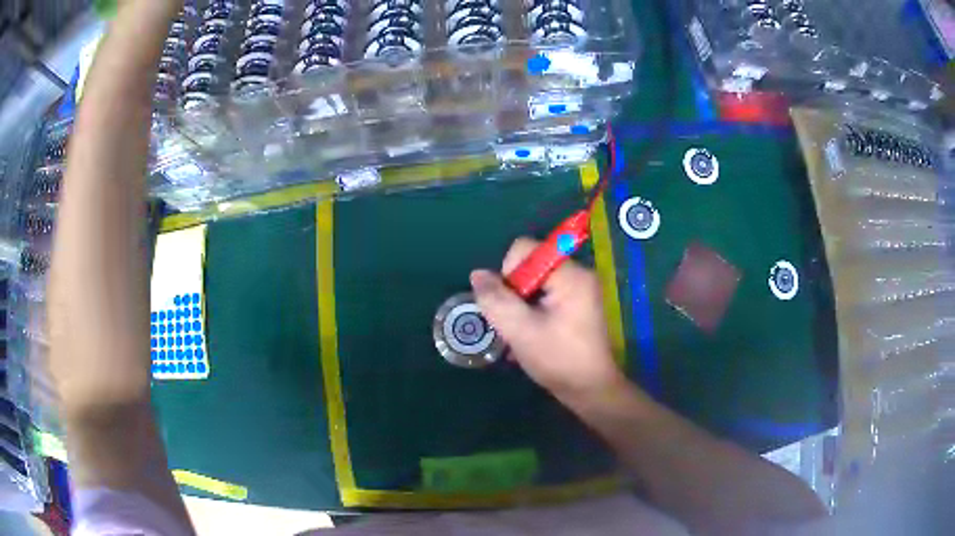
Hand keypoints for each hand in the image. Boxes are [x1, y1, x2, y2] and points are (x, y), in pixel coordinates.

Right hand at [470, 238, 627, 402]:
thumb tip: (477, 275)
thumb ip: (496, 300)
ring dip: (520, 307)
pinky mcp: (577, 305)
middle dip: (514, 294)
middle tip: (514, 325)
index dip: (508, 274)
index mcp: (570, 275)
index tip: (511, 306)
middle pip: (529, 267)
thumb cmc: (558, 359)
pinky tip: (529, 337)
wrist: (591, 390)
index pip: (525, 249)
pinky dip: (532, 313)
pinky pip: (544, 297)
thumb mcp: (520, 331)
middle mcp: (578, 275)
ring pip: (533, 284)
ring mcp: (579, 291)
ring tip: (521, 335)